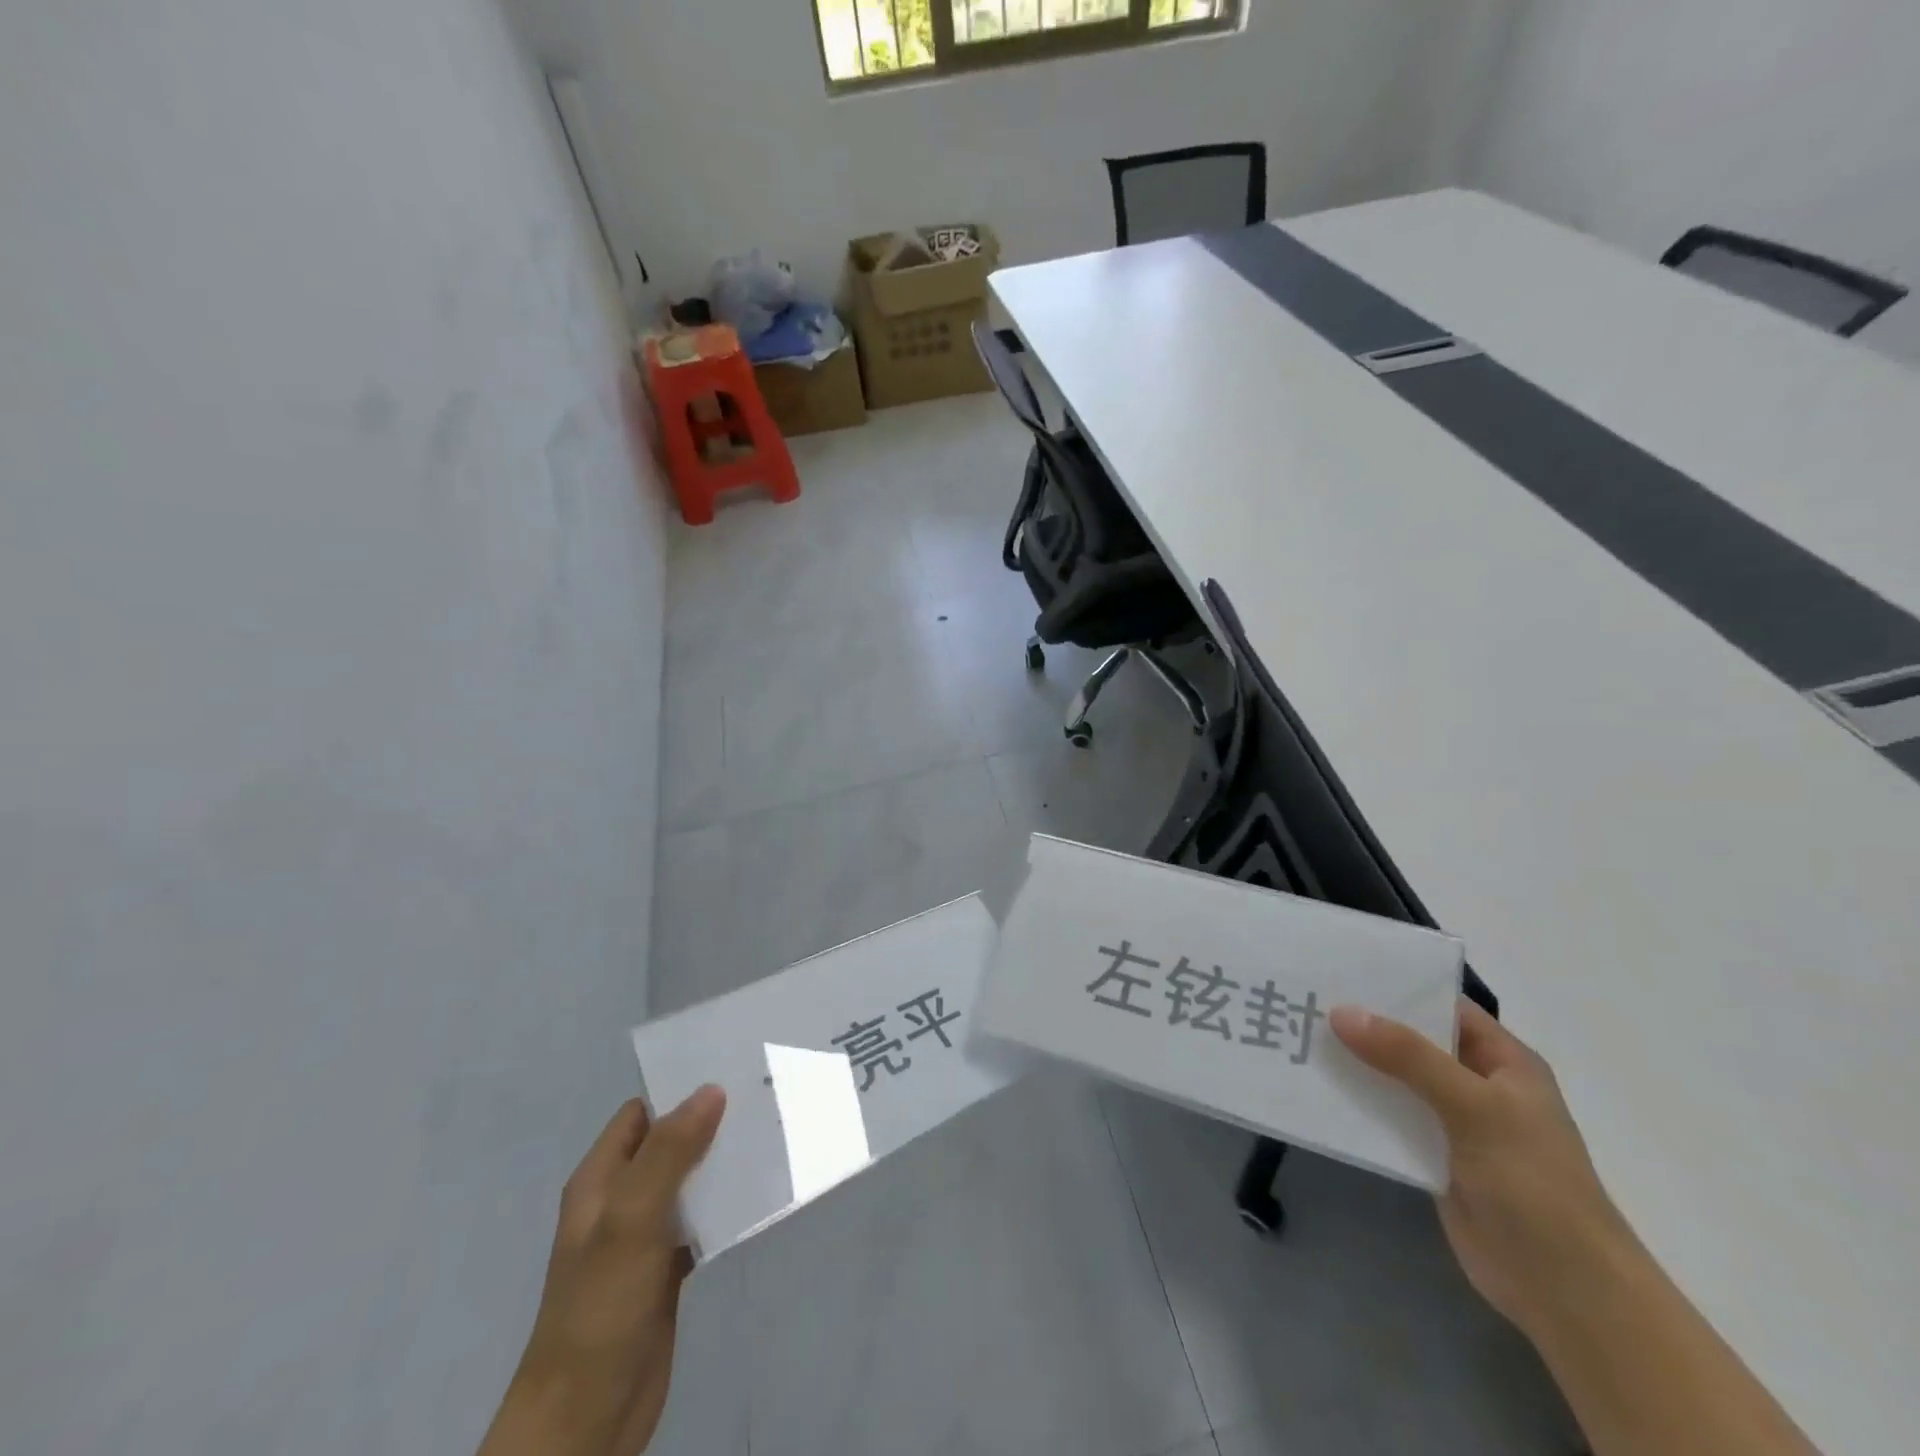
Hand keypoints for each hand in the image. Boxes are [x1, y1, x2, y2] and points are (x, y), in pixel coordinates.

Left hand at [478, 1088, 726, 1455]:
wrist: (586, 1418)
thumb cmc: (600, 1307)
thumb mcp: (631, 1219)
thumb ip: (669, 1152)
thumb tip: (711, 1090)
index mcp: (600, 1180)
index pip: (641, 1113)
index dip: (680, 1090)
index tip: (730, 1071)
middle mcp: (620, 1200)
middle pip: (669, 1143)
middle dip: (709, 1122)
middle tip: (761, 1098)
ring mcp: (643, 1237)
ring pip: (688, 1181)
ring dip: (721, 1163)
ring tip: (769, 1135)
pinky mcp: (666, 1269)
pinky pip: (700, 1221)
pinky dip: (724, 1206)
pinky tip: (758, 1195)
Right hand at [1330, 1000, 1634, 1343]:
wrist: (1564, 1291)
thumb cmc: (1534, 1183)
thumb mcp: (1474, 1107)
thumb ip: (1408, 1057)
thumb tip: (1341, 1011)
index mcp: (1503, 1060)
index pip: (1443, 1006)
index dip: (1395, 986)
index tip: (1338, 970)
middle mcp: (1476, 1083)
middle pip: (1411, 1040)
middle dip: (1363, 1023)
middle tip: (1304, 998)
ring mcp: (1453, 1122)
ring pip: (1394, 1078)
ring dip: (1354, 1063)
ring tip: (1296, 1036)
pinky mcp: (1431, 1156)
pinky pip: (1386, 1117)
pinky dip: (1356, 1103)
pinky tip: (1314, 1088)